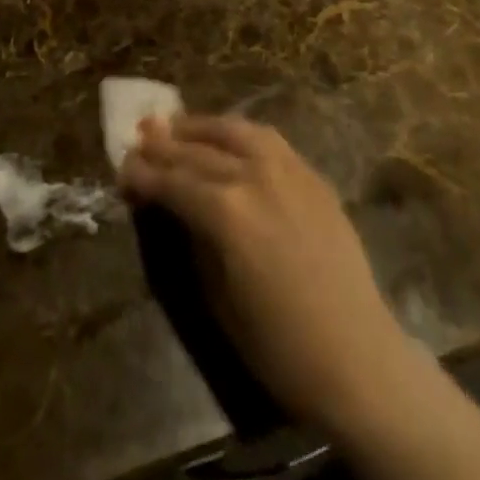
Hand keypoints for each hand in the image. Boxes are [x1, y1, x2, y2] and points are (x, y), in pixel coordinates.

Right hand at [122, 117, 479, 479]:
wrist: (356, 355)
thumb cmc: (279, 345)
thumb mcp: (218, 297)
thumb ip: (194, 239)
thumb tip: (173, 204)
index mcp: (226, 211)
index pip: (174, 181)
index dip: (145, 174)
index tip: (123, 167)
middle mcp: (254, 175)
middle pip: (199, 151)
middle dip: (165, 145)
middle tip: (139, 138)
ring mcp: (287, 168)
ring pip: (234, 131)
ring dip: (201, 126)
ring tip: (176, 124)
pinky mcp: (311, 173)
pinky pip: (268, 139)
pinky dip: (239, 132)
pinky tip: (227, 135)